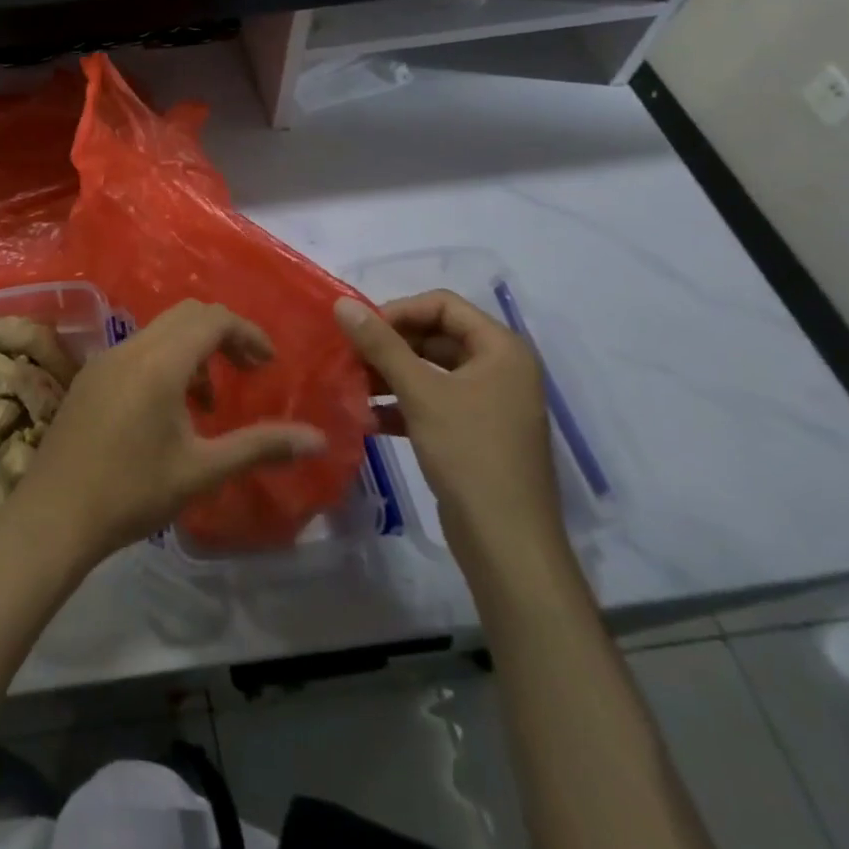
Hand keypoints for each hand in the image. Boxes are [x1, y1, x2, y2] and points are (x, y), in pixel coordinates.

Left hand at [11, 300, 326, 561]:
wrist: (54, 515)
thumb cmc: (132, 492)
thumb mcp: (202, 471)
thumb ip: (260, 447)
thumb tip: (317, 439)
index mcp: (159, 363)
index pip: (212, 319)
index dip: (247, 333)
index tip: (268, 364)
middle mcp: (130, 348)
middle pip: (186, 315)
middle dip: (223, 335)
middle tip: (247, 372)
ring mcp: (104, 359)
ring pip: (159, 332)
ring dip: (193, 351)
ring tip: (208, 404)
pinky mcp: (89, 376)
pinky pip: (137, 350)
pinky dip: (164, 362)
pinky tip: (167, 412)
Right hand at [334, 291, 567, 582]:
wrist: (507, 544)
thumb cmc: (470, 454)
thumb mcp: (421, 393)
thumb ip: (381, 345)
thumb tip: (341, 304)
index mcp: (501, 349)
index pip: (442, 305)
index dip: (399, 311)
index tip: (360, 330)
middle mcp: (500, 369)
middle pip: (435, 337)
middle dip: (390, 345)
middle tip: (349, 356)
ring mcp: (490, 404)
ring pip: (431, 372)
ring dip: (390, 375)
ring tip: (351, 385)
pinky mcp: (476, 434)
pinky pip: (434, 403)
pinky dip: (402, 406)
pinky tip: (368, 418)